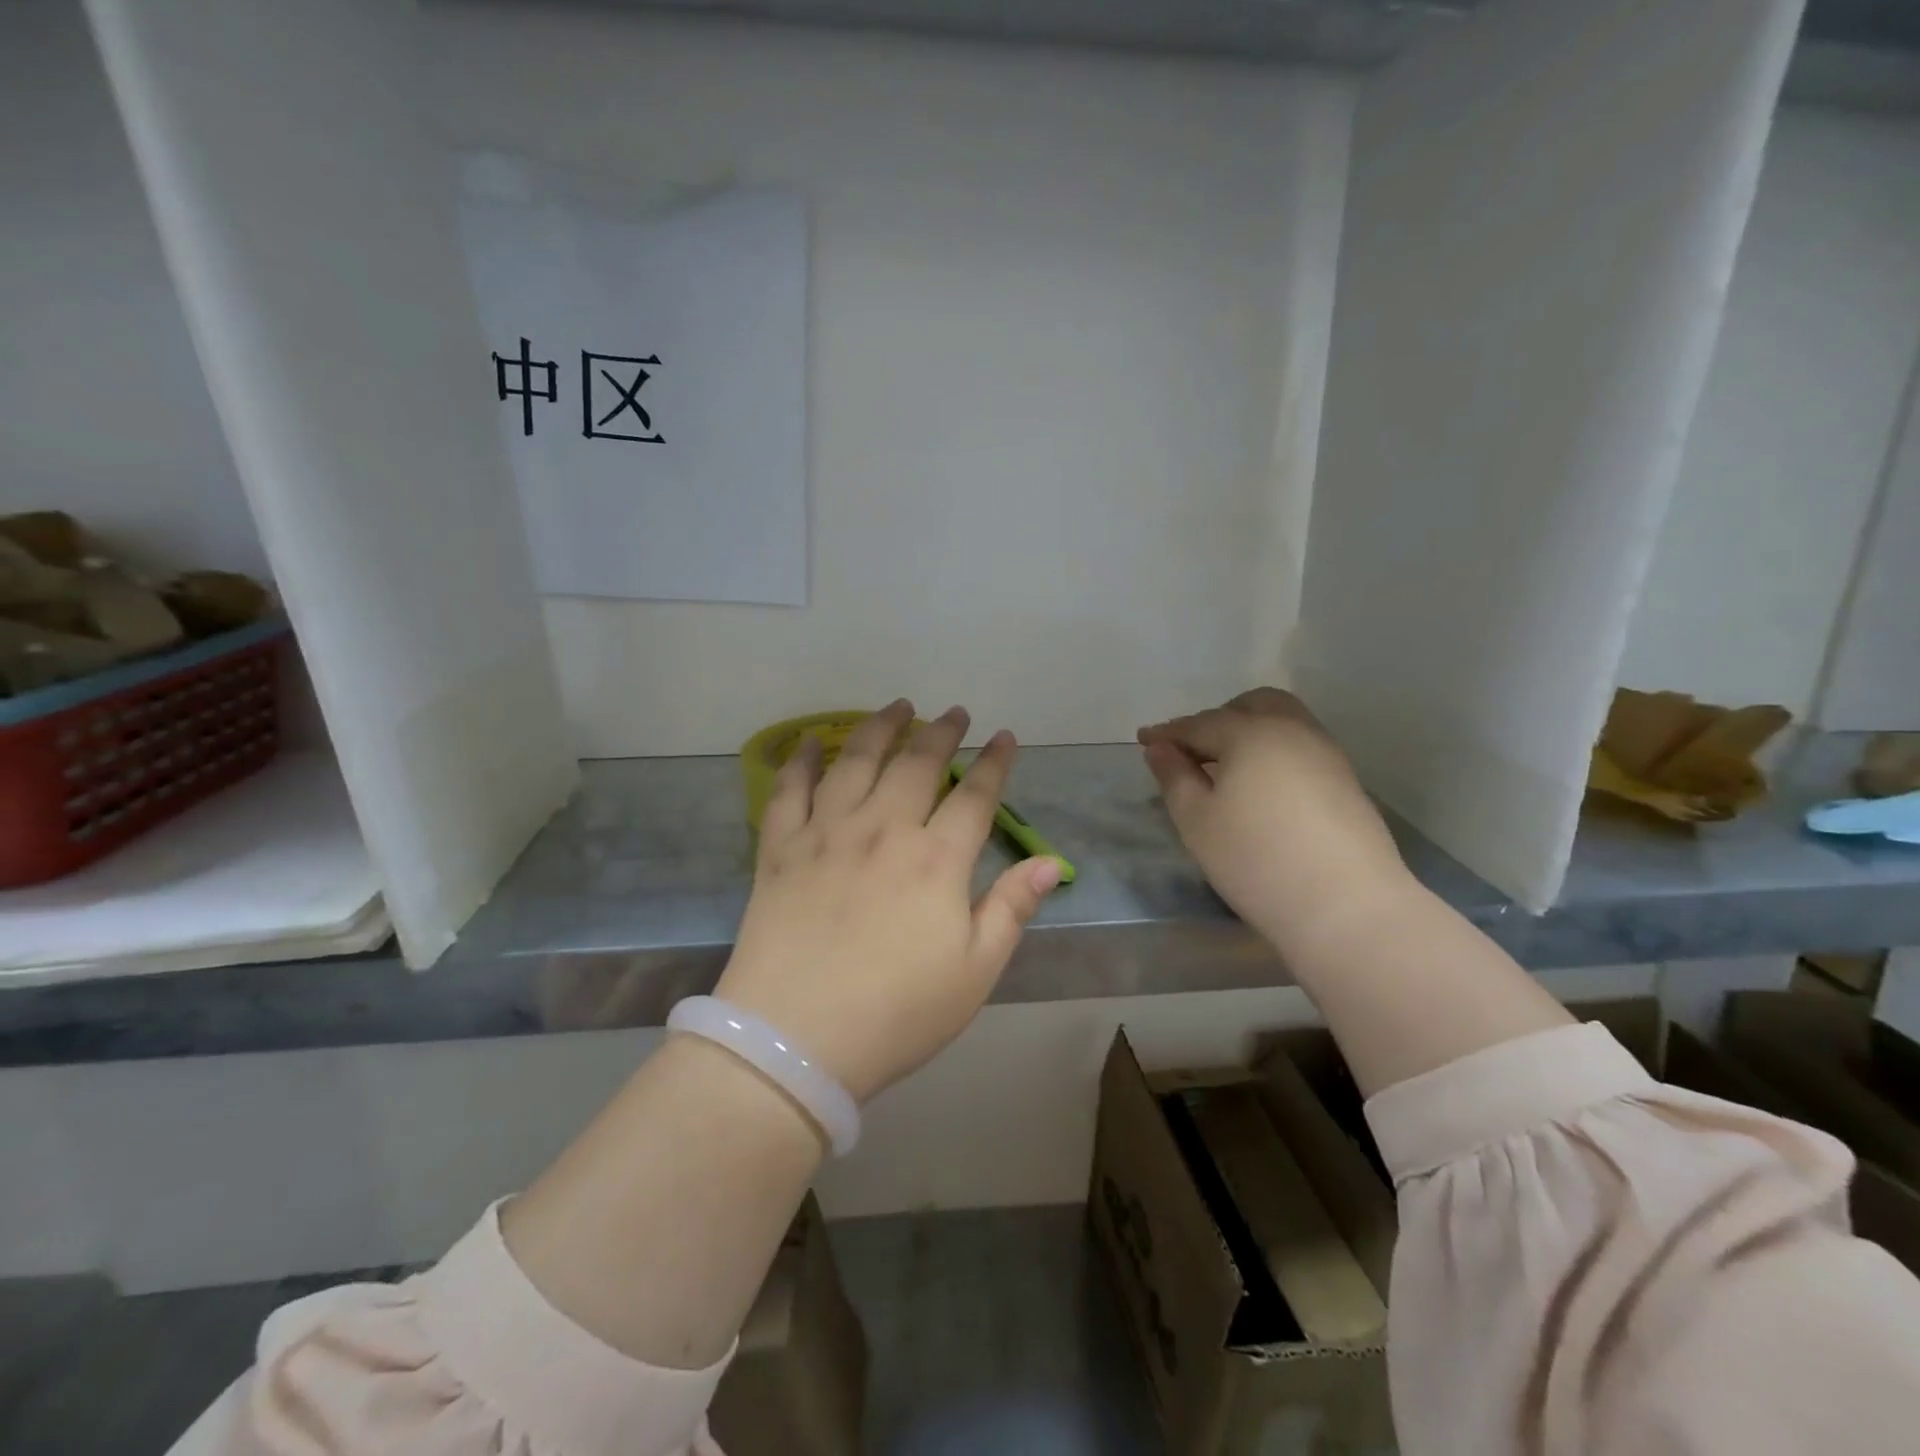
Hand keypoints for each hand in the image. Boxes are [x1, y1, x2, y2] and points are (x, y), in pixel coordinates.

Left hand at [717, 699, 1061, 1103]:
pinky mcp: (781, 849)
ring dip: (880, 728)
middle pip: (917, 764)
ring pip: (857, 761)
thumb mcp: (975, 972)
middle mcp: (884, 830)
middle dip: (941, 732)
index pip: (974, 796)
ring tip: (897, 707)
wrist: (795, 1040)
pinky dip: (802, 760)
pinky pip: (791, 790)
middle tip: (954, 712)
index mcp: (936, 860)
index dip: (994, 763)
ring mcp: (827, 834)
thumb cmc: (897, 1013)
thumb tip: (1050, 863)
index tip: (1005, 738)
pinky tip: (813, 741)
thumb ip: (1011, 909)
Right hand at [1138, 688, 1408, 949]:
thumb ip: (1174, 777)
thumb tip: (1160, 748)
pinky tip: (1261, 790)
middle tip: (1193, 752)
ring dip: (1250, 734)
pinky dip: (1274, 755)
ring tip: (1226, 772)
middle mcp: (1292, 730)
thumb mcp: (1196, 820)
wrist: (1347, 907)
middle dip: (1218, 719)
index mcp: (1250, 732)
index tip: (1143, 740)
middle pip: (1252, 706)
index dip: (1168, 733)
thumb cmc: (1256, 860)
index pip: (1199, 723)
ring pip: (1283, 724)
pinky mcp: (1346, 782)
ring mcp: (1326, 754)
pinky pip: (1301, 749)